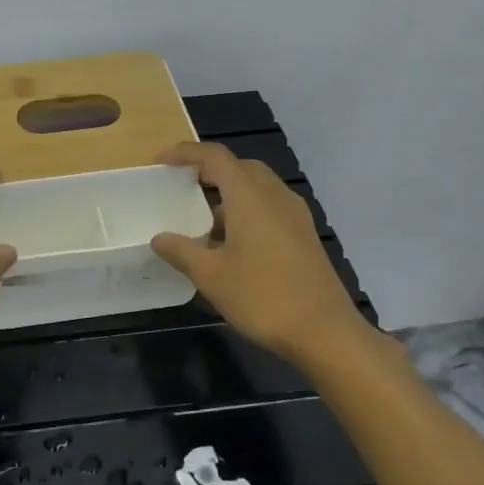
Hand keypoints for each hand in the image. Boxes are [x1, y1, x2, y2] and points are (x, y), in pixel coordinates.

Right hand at [151, 141, 370, 363]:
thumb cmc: (262, 296)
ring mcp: (295, 215)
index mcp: (250, 196)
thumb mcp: (211, 275)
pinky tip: (233, 243)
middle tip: (184, 184)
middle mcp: (275, 196)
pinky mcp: (305, 235)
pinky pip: (270, 207)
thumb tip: (160, 238)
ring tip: (204, 219)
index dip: (186, 153)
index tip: (162, 161)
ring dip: (230, 192)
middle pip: (240, 167)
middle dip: (211, 170)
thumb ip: (181, 251)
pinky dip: (247, 210)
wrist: (324, 331)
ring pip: (258, 188)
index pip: (215, 157)